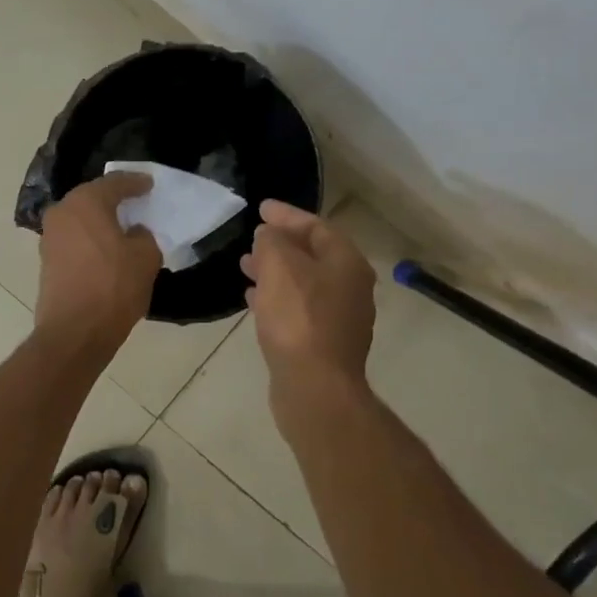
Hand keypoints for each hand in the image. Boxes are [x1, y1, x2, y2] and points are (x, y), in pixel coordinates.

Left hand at [35, 172, 161, 360]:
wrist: (75, 332)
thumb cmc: (113, 287)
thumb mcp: (145, 257)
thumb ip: (143, 236)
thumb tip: (133, 233)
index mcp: (86, 202)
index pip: (115, 182)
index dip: (135, 182)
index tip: (149, 184)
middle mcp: (62, 212)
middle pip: (92, 198)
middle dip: (114, 200)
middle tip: (136, 202)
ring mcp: (50, 238)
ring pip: (81, 220)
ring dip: (100, 222)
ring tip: (123, 228)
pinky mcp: (47, 261)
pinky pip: (75, 240)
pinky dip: (91, 240)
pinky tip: (107, 250)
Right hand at [241, 200, 376, 400]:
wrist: (315, 387)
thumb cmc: (299, 319)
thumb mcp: (279, 266)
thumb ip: (272, 241)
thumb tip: (269, 235)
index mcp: (347, 263)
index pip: (317, 226)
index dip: (287, 215)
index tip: (261, 208)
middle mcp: (350, 288)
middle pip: (314, 255)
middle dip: (281, 244)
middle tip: (253, 238)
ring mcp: (339, 319)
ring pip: (304, 283)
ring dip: (275, 272)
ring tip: (245, 266)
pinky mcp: (324, 344)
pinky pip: (298, 309)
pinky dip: (277, 298)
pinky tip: (253, 301)